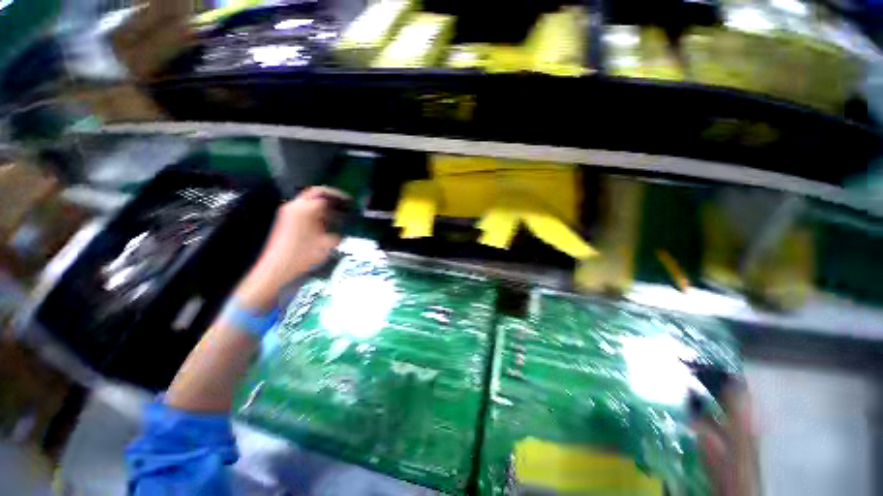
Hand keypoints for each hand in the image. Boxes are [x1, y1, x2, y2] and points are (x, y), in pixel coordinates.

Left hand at [235, 187, 346, 309]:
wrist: (277, 268)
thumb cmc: (303, 255)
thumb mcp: (328, 244)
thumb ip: (339, 232)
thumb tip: (344, 228)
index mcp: (306, 209)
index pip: (326, 194)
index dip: (341, 196)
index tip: (352, 202)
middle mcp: (295, 206)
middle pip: (316, 192)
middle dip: (331, 195)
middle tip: (344, 202)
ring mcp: (288, 212)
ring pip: (309, 199)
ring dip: (323, 203)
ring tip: (337, 212)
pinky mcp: (286, 219)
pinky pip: (304, 208)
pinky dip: (316, 210)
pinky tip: (325, 221)